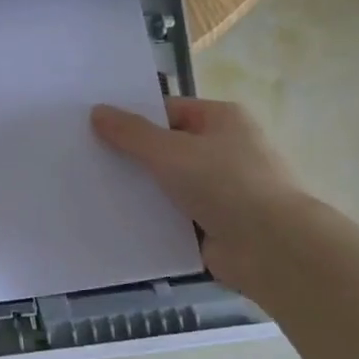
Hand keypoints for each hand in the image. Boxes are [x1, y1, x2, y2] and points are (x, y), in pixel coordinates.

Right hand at [91, 96, 309, 298]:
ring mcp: (221, 188)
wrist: (271, 248)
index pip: (167, 111)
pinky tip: (117, 220)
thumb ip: (130, 133)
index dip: (132, 119)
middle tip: (87, 160)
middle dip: (132, 156)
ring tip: (93, 190)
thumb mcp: (170, 151)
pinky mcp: (215, 223)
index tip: (94, 129)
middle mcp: (224, 149)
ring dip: (140, 189)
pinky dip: (152, 217)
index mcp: (221, 119)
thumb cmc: (224, 184)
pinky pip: (174, 214)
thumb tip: (97, 111)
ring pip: (168, 183)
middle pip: (166, 147)